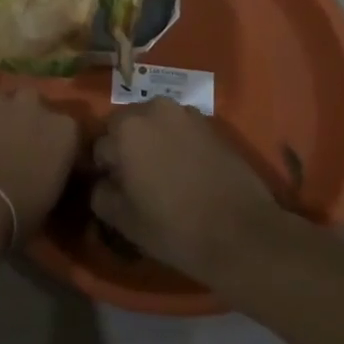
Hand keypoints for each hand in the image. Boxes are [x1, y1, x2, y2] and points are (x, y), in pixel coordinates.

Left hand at [0, 91, 82, 252]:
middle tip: (20, 144)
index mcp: (64, 131)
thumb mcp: (50, 199)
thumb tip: (47, 171)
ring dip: (4, 113)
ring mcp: (2, 100)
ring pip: (7, 99)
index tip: (50, 160)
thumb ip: (53, 172)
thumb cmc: (16, 214)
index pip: (69, 131)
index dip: (57, 145)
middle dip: (31, 120)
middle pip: (37, 106)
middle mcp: (36, 106)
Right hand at [91, 99, 288, 283]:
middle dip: (127, 149)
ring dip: (153, 142)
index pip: (100, 147)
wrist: (244, 235)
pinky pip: (180, 129)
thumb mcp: (125, 221)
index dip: (106, 172)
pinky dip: (178, 143)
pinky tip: (189, 173)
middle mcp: (152, 109)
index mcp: (125, 129)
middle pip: (126, 127)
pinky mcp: (210, 124)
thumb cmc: (176, 228)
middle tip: (140, 184)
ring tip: (166, 176)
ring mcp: (185, 113)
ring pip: (154, 124)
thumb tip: (101, 183)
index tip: (120, 193)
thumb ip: (100, 195)